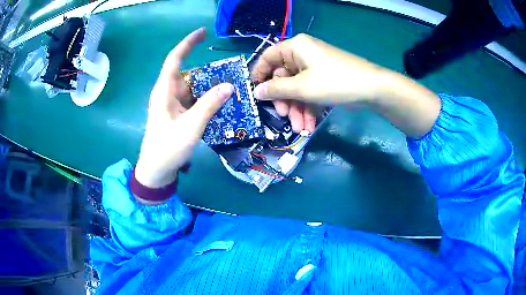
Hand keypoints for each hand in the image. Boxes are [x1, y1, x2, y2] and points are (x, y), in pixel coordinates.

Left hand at [135, 28, 233, 190]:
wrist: (156, 171)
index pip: (174, 59)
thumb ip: (209, 105)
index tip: (202, 32)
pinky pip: (193, 100)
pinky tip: (219, 103)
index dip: (188, 43)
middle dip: (207, 70)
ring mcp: (172, 105)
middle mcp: (167, 94)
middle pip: (188, 73)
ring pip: (192, 88)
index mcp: (164, 91)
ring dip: (209, 87)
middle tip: (230, 72)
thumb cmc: (167, 148)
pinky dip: (206, 99)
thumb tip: (229, 85)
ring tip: (230, 87)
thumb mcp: (190, 126)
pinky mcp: (177, 114)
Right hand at [251, 34, 390, 131]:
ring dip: (297, 110)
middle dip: (284, 101)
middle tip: (285, 117)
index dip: (259, 75)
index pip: (268, 57)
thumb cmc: (334, 82)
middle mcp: (302, 55)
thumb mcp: (302, 87)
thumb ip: (276, 90)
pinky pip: (309, 93)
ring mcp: (314, 68)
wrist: (372, 89)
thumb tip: (256, 92)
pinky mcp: (323, 80)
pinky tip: (309, 126)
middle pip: (283, 77)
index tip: (255, 94)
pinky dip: (308, 109)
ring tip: (300, 129)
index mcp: (295, 48)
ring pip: (296, 89)